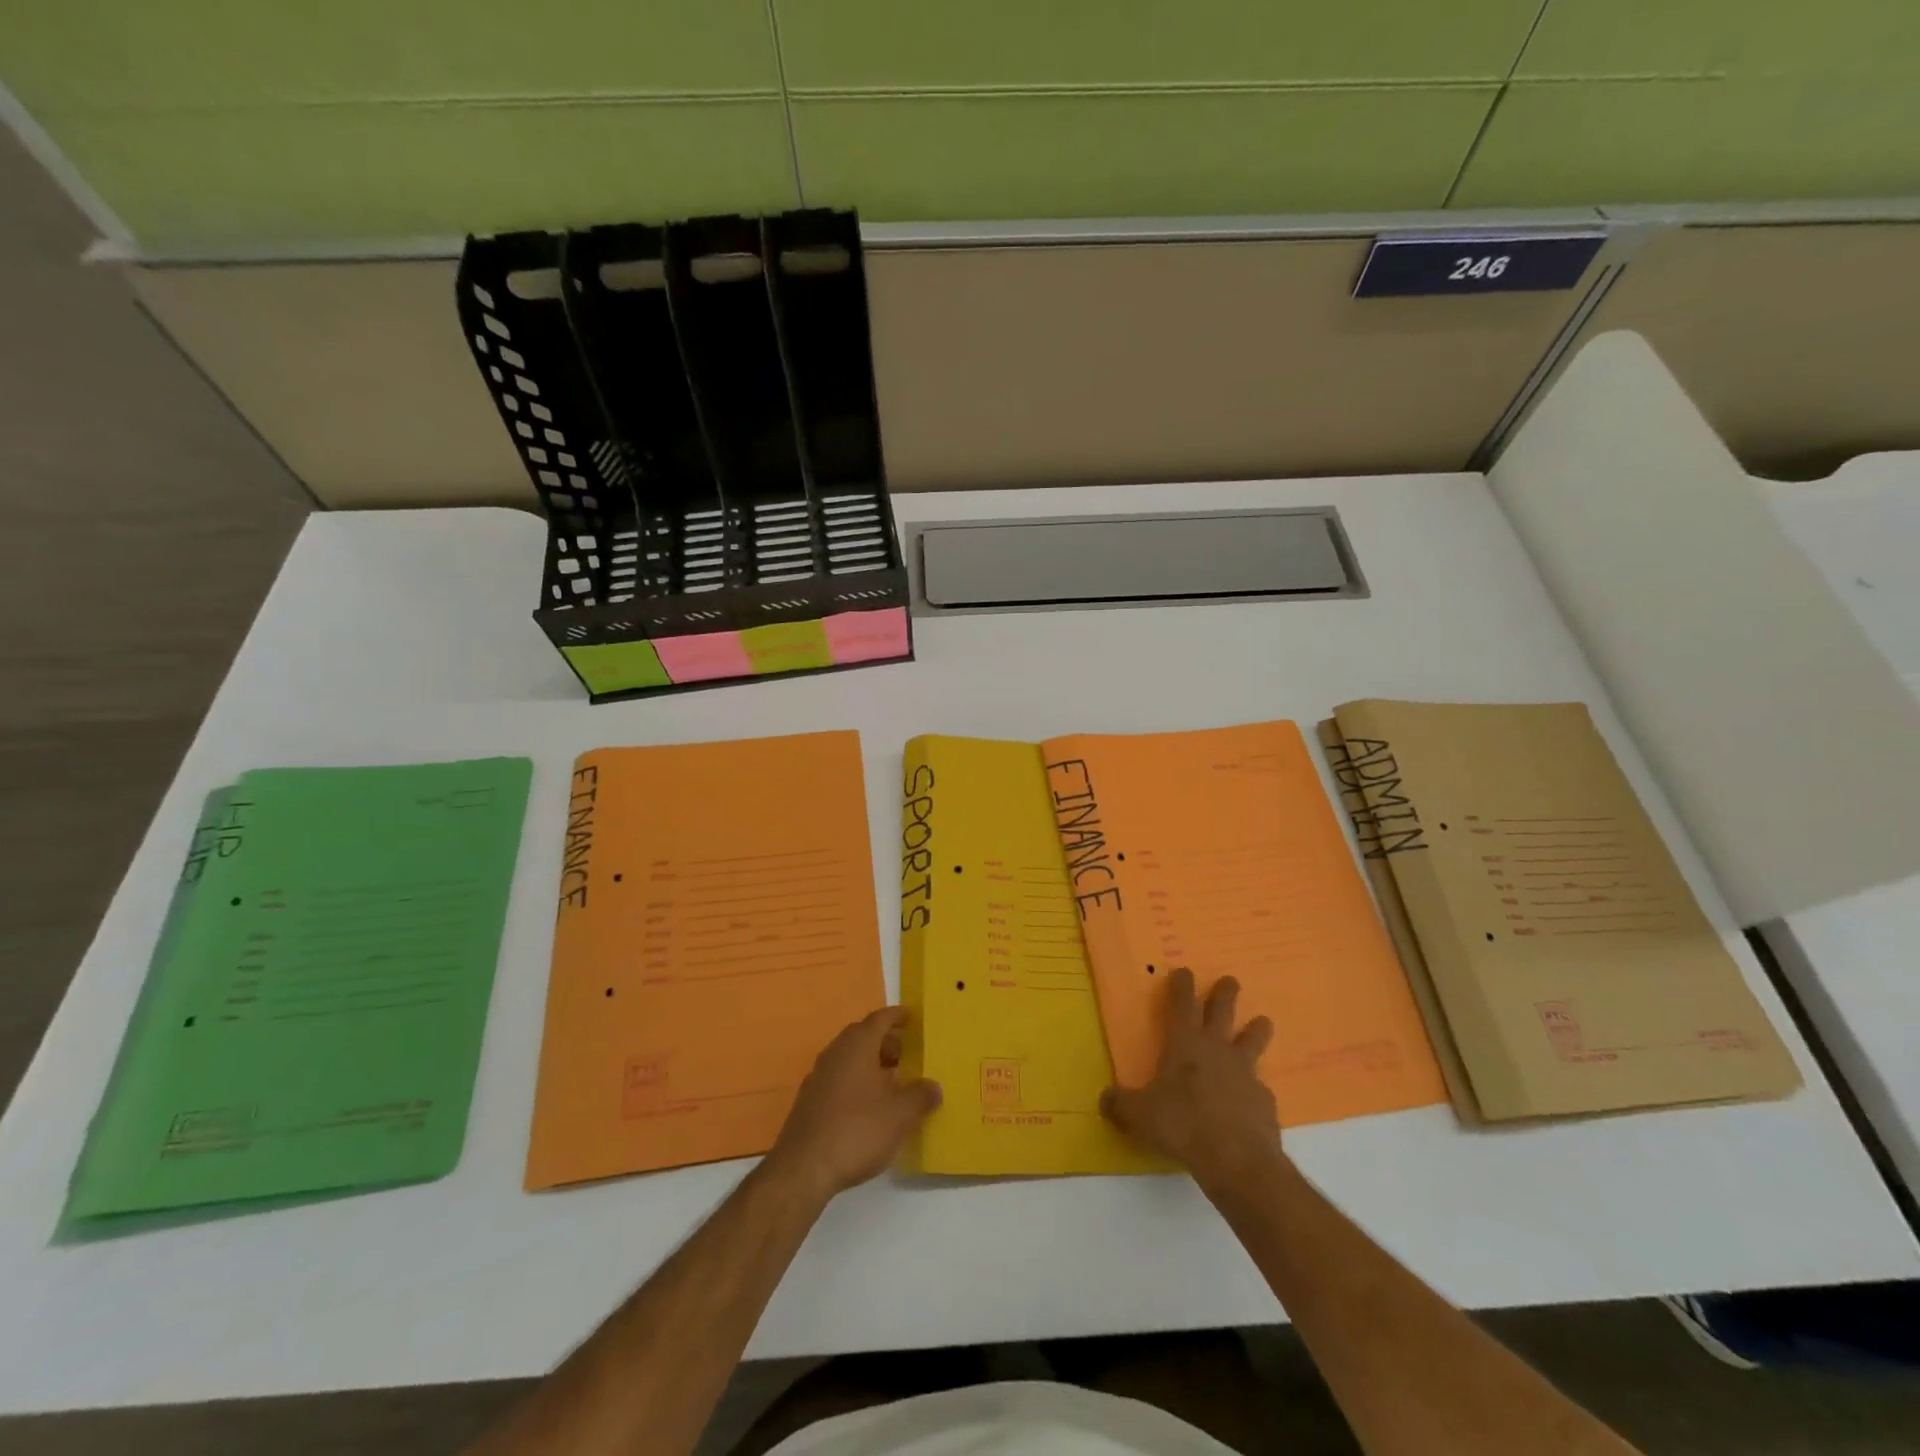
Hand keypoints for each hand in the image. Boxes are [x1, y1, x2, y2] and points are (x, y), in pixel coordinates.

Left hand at [766, 1006, 941, 1204]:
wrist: (803, 1169)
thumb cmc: (858, 1131)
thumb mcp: (900, 1115)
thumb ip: (920, 1096)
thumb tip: (933, 1087)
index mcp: (857, 1046)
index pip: (879, 1019)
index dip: (896, 1016)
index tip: (910, 1016)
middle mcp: (835, 1053)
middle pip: (862, 1036)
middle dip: (884, 1041)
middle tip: (905, 1053)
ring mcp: (817, 1077)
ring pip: (848, 1058)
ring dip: (869, 1063)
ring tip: (891, 1081)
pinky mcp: (808, 1102)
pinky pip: (838, 1079)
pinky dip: (855, 1082)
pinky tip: (867, 1106)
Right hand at [1101, 969, 1279, 1190]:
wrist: (1238, 1160)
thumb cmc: (1182, 1125)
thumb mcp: (1138, 1115)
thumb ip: (1120, 1104)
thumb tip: (1105, 1100)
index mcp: (1185, 1043)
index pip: (1181, 1004)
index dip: (1181, 985)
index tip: (1184, 970)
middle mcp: (1217, 1049)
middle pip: (1223, 1011)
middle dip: (1225, 993)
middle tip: (1231, 980)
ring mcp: (1245, 1073)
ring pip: (1253, 1041)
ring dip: (1257, 1030)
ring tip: (1264, 1022)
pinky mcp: (1264, 1101)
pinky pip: (1260, 1087)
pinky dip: (1257, 1088)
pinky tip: (1255, 1097)